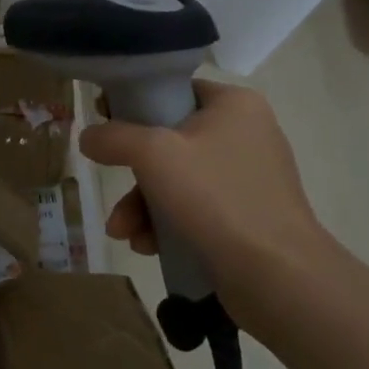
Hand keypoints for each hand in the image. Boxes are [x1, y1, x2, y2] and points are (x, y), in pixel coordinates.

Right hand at [79, 80, 339, 330]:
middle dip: (134, 174)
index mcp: (235, 104)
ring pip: (178, 179)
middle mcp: (247, 134)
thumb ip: (114, 137)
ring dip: (143, 205)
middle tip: (113, 189)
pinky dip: (167, 223)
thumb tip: (88, 136)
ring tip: (123, 234)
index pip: (175, 89)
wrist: (279, 278)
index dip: (134, 105)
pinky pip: (196, 208)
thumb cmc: (217, 198)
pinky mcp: (248, 217)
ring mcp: (249, 178)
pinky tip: (147, 247)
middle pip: (170, 140)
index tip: (105, 125)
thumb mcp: (153, 154)